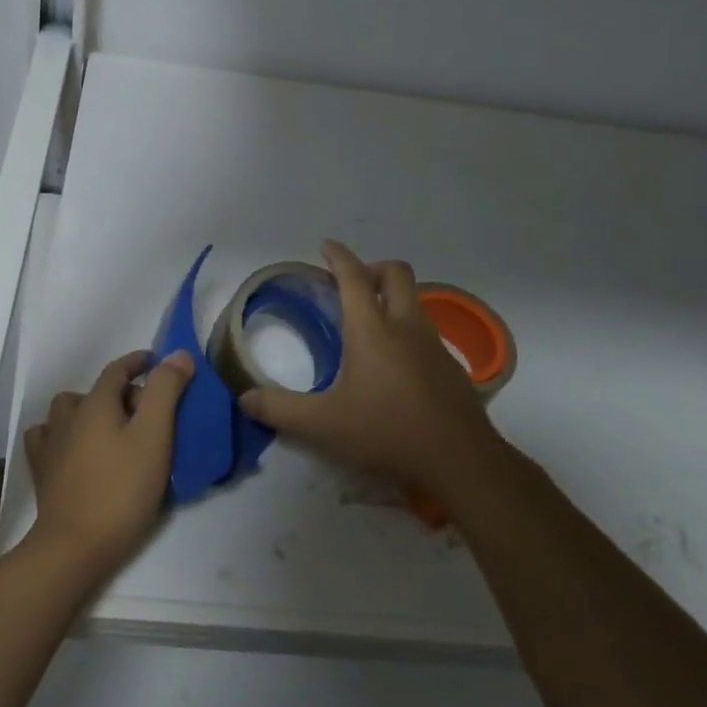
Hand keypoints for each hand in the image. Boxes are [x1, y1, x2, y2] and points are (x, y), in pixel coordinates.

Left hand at [24, 349, 194, 578]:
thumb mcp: (154, 436)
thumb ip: (166, 391)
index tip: (157, 362)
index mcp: (95, 403)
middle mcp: (68, 416)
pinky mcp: (42, 472)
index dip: (139, 362)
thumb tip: (177, 355)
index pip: (117, 370)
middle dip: (121, 393)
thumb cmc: (121, 489)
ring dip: (89, 412)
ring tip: (111, 431)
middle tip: (147, 413)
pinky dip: (64, 436)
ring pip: (68, 412)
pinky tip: (75, 450)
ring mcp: (50, 444)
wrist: (75, 546)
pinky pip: (49, 439)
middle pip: (95, 391)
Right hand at [238, 241, 499, 494]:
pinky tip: (394, 367)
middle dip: (372, 268)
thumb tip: (245, 398)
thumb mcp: (323, 425)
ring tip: (368, 327)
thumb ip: (280, 410)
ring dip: (391, 299)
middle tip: (350, 286)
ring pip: (414, 301)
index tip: (326, 246)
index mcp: (372, 329)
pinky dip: (406, 331)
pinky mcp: (451, 368)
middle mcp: (406, 326)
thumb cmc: (387, 433)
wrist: (461, 461)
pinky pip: (426, 332)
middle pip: (396, 273)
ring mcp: (434, 345)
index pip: (353, 277)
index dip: (338, 256)